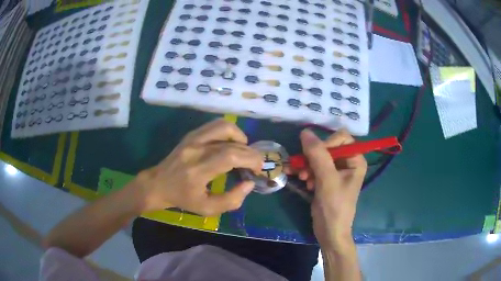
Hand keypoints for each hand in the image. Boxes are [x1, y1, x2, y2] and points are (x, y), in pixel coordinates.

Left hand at [135, 119, 262, 215]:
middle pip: (231, 143)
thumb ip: (232, 200)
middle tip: (254, 164)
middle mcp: (196, 150)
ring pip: (224, 126)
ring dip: (240, 137)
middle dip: (250, 153)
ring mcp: (192, 139)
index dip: (250, 159)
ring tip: (243, 151)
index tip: (257, 169)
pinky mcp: (191, 135)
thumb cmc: (182, 198)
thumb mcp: (207, 209)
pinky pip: (215, 125)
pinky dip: (229, 132)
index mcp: (198, 171)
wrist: (158, 184)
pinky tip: (231, 144)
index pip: (230, 156)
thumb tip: (249, 183)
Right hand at [296, 129, 366, 248]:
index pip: (341, 138)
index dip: (326, 143)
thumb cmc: (334, 207)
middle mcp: (348, 163)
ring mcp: (337, 171)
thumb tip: (305, 132)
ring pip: (319, 157)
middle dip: (313, 157)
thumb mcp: (327, 180)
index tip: (314, 156)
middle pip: (328, 147)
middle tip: (303, 169)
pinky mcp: (327, 179)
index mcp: (356, 160)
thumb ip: (318, 155)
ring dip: (308, 166)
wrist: (329, 232)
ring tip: (303, 178)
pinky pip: (315, 167)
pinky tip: (304, 183)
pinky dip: (307, 173)